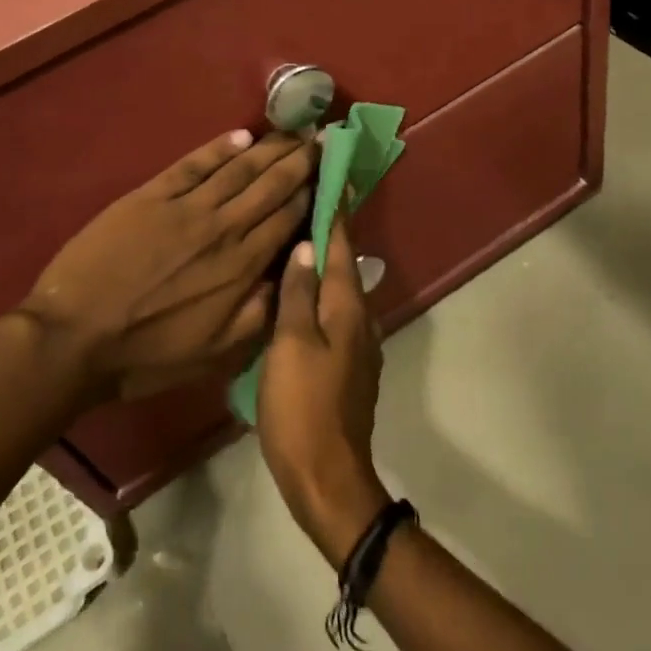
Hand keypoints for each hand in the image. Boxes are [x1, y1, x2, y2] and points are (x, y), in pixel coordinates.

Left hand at [19, 129, 316, 401]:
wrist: (75, 337)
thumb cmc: (148, 353)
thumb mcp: (217, 352)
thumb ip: (262, 313)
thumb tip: (296, 273)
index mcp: (243, 266)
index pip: (290, 217)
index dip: (315, 191)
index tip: (333, 171)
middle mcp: (224, 227)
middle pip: (272, 184)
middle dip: (301, 160)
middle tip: (322, 137)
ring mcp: (187, 207)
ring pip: (240, 168)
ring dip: (270, 147)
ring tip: (293, 131)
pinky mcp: (152, 195)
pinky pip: (194, 164)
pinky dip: (219, 147)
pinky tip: (241, 136)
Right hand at [258, 216, 392, 564]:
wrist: (326, 475)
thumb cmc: (302, 406)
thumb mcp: (291, 344)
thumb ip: (298, 293)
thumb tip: (307, 246)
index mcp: (347, 306)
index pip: (341, 244)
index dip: (335, 209)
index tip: (330, 174)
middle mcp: (360, 317)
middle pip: (343, 263)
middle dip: (328, 230)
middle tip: (303, 199)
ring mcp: (357, 343)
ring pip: (338, 288)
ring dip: (323, 261)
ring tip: (295, 237)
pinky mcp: (347, 364)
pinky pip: (333, 312)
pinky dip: (318, 292)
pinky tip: (296, 292)